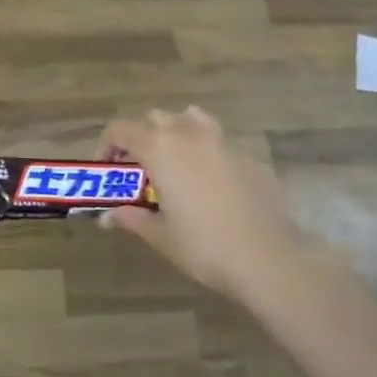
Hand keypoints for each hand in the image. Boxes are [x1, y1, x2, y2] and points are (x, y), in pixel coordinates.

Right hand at [98, 108, 306, 304]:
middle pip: (156, 118)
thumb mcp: (160, 236)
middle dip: (143, 137)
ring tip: (177, 164)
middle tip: (141, 169)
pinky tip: (213, 185)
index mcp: (160, 149)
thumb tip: (108, 216)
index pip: (121, 129)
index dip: (107, 144)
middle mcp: (190, 134)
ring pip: (192, 119)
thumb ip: (132, 219)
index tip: (107, 166)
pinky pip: (220, 143)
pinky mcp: (250, 157)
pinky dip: (208, 153)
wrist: (269, 258)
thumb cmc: (204, 246)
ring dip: (177, 132)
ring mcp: (223, 142)